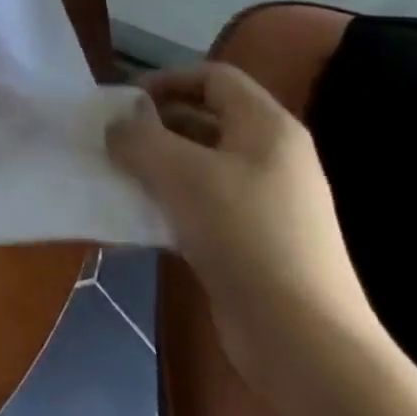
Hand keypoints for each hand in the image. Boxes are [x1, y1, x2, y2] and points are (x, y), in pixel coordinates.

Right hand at [106, 63, 379, 386]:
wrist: (302, 338)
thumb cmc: (242, 233)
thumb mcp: (178, 172)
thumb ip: (137, 138)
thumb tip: (116, 128)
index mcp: (267, 127)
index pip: (213, 77)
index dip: (167, 80)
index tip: (125, 102)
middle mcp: (272, 156)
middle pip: (205, 119)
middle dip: (155, 125)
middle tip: (113, 140)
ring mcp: (267, 201)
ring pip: (200, 164)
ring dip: (157, 166)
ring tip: (118, 177)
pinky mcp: (255, 240)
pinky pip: (204, 203)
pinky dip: (170, 202)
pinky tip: (139, 219)